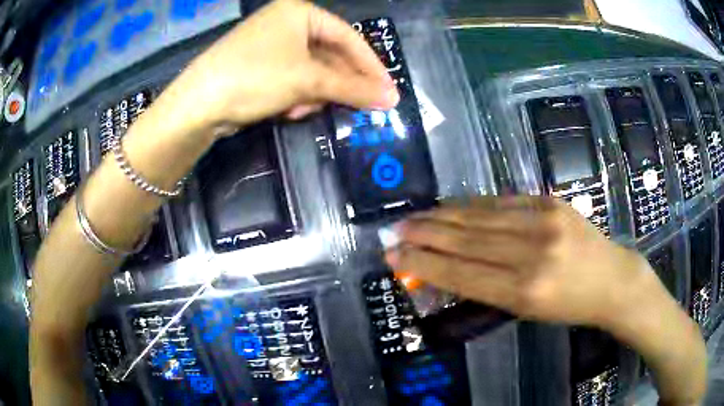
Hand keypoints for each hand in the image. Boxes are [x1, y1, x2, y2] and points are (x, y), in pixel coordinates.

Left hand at [160, 0, 397, 134]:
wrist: (197, 105)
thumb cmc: (255, 77)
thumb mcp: (307, 80)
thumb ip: (352, 87)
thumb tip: (392, 98)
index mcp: (299, 12)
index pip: (347, 37)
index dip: (370, 66)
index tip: (388, 91)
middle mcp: (286, 23)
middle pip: (330, 54)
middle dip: (339, 84)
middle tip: (357, 107)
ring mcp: (271, 44)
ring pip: (312, 70)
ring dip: (315, 93)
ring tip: (304, 109)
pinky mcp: (260, 66)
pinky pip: (293, 79)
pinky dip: (297, 96)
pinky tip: (288, 110)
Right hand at [385, 196, 659, 328]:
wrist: (611, 279)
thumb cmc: (569, 306)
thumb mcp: (527, 311)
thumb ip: (487, 288)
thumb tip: (447, 269)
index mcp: (524, 291)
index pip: (462, 274)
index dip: (423, 264)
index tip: (394, 256)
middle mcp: (531, 254)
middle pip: (466, 241)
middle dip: (425, 235)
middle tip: (395, 230)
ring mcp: (543, 221)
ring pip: (480, 216)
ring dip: (443, 216)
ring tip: (416, 216)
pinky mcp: (550, 201)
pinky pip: (502, 201)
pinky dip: (472, 204)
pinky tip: (453, 205)